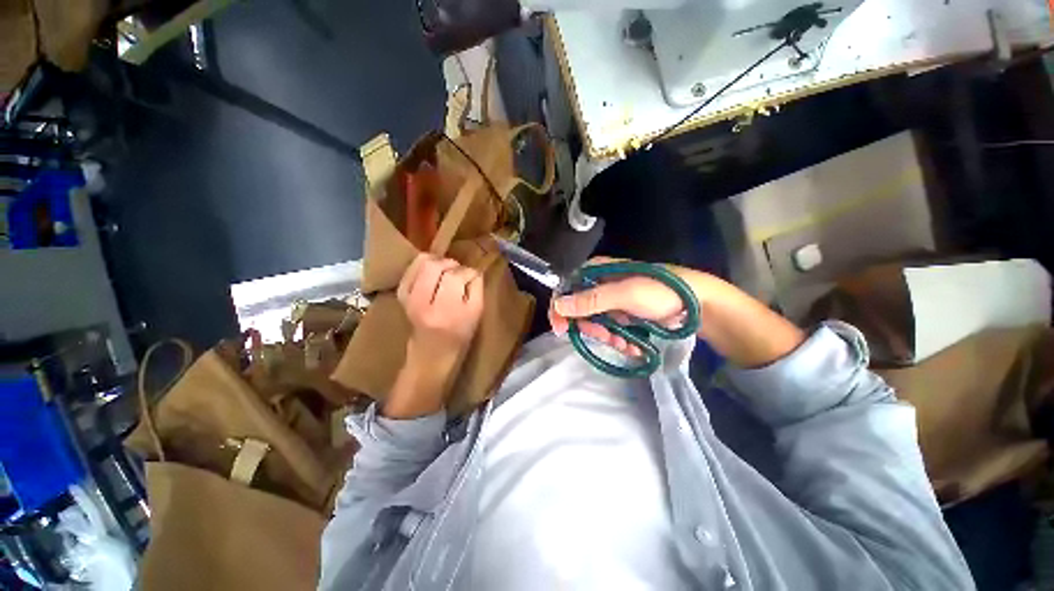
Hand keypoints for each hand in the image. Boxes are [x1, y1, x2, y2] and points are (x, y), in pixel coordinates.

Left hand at [383, 254, 483, 418]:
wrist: (430, 355)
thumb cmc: (458, 337)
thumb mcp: (476, 315)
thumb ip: (477, 289)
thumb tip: (473, 270)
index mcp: (447, 310)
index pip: (457, 276)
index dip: (469, 273)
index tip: (473, 278)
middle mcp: (424, 302)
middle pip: (436, 266)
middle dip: (452, 264)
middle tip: (459, 272)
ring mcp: (409, 297)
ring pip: (422, 262)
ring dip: (438, 261)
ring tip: (447, 270)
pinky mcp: (401, 294)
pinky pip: (411, 268)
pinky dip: (424, 264)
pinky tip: (433, 272)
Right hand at [548, 258, 692, 356]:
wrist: (697, 303)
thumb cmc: (660, 291)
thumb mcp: (624, 294)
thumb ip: (590, 300)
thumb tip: (557, 305)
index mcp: (596, 272)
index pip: (566, 289)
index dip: (561, 310)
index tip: (561, 330)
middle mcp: (600, 284)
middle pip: (579, 310)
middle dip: (592, 328)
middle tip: (607, 337)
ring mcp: (611, 301)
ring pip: (595, 323)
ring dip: (607, 337)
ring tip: (625, 343)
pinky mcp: (622, 314)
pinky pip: (610, 330)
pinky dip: (618, 340)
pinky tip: (632, 346)